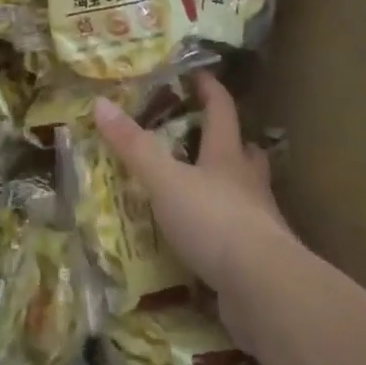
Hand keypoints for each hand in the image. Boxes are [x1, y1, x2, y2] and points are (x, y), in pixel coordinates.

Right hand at [93, 71, 295, 350]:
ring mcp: (259, 223)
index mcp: (227, 156)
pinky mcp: (259, 261)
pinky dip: (224, 230)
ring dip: (230, 186)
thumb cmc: (215, 221)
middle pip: (244, 152)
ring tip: (206, 187)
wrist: (265, 289)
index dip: (210, 90)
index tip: (199, 74)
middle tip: (208, 135)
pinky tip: (207, 239)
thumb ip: (134, 146)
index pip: (222, 111)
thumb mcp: (165, 180)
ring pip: (247, 193)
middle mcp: (248, 184)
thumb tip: (101, 103)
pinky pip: (240, 236)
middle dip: (230, 141)